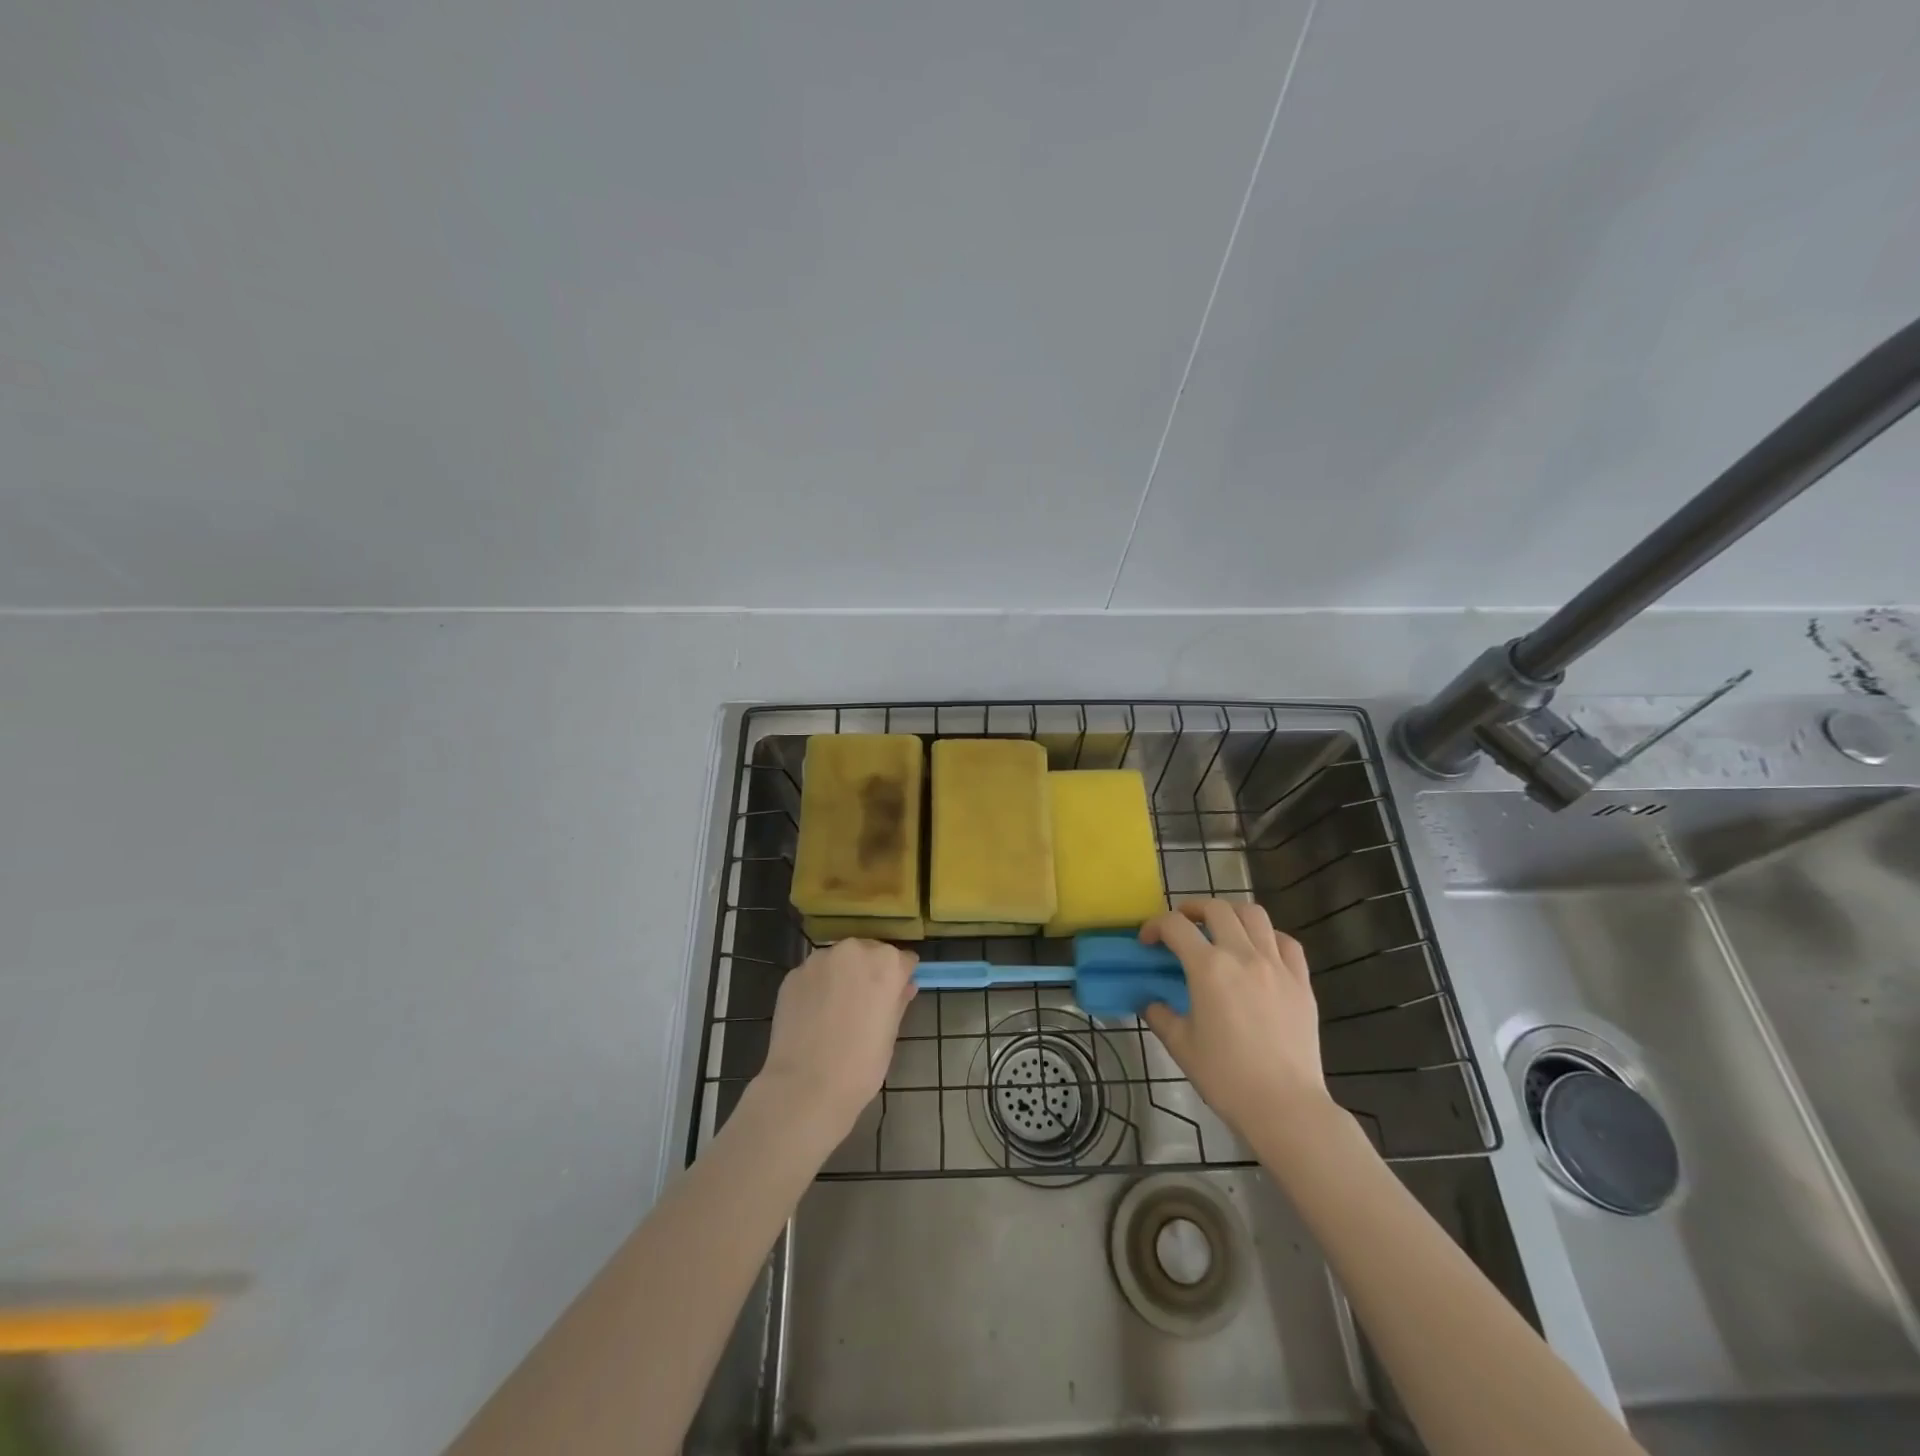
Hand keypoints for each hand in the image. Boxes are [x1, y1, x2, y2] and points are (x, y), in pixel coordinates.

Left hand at [753, 938, 917, 1142]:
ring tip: (836, 1010)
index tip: (895, 997)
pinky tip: (814, 1014)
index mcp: (886, 963)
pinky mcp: (793, 974)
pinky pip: (814, 974)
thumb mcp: (890, 1033)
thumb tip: (904, 987)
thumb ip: (898, 1001)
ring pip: (839, 960)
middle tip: (865, 1005)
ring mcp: (819, 959)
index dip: (900, 979)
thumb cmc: (861, 1064)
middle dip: (870, 972)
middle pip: (869, 953)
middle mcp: (853, 950)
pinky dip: (818, 987)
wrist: (806, 1086)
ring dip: (842, 975)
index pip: (903, 960)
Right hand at [1141, 900, 1328, 1135]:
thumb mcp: (1181, 1046)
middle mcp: (1243, 955)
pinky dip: (1268, 937)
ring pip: (1254, 914)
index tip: (1147, 942)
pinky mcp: (1301, 981)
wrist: (1285, 1106)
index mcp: (1208, 968)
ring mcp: (1277, 965)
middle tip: (1182, 927)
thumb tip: (1150, 1001)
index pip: (1175, 926)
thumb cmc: (1226, 1077)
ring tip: (1220, 930)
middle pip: (1216, 908)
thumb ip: (1160, 1015)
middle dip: (1192, 909)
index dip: (1155, 926)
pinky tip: (1259, 952)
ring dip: (1231, 914)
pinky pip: (1286, 942)